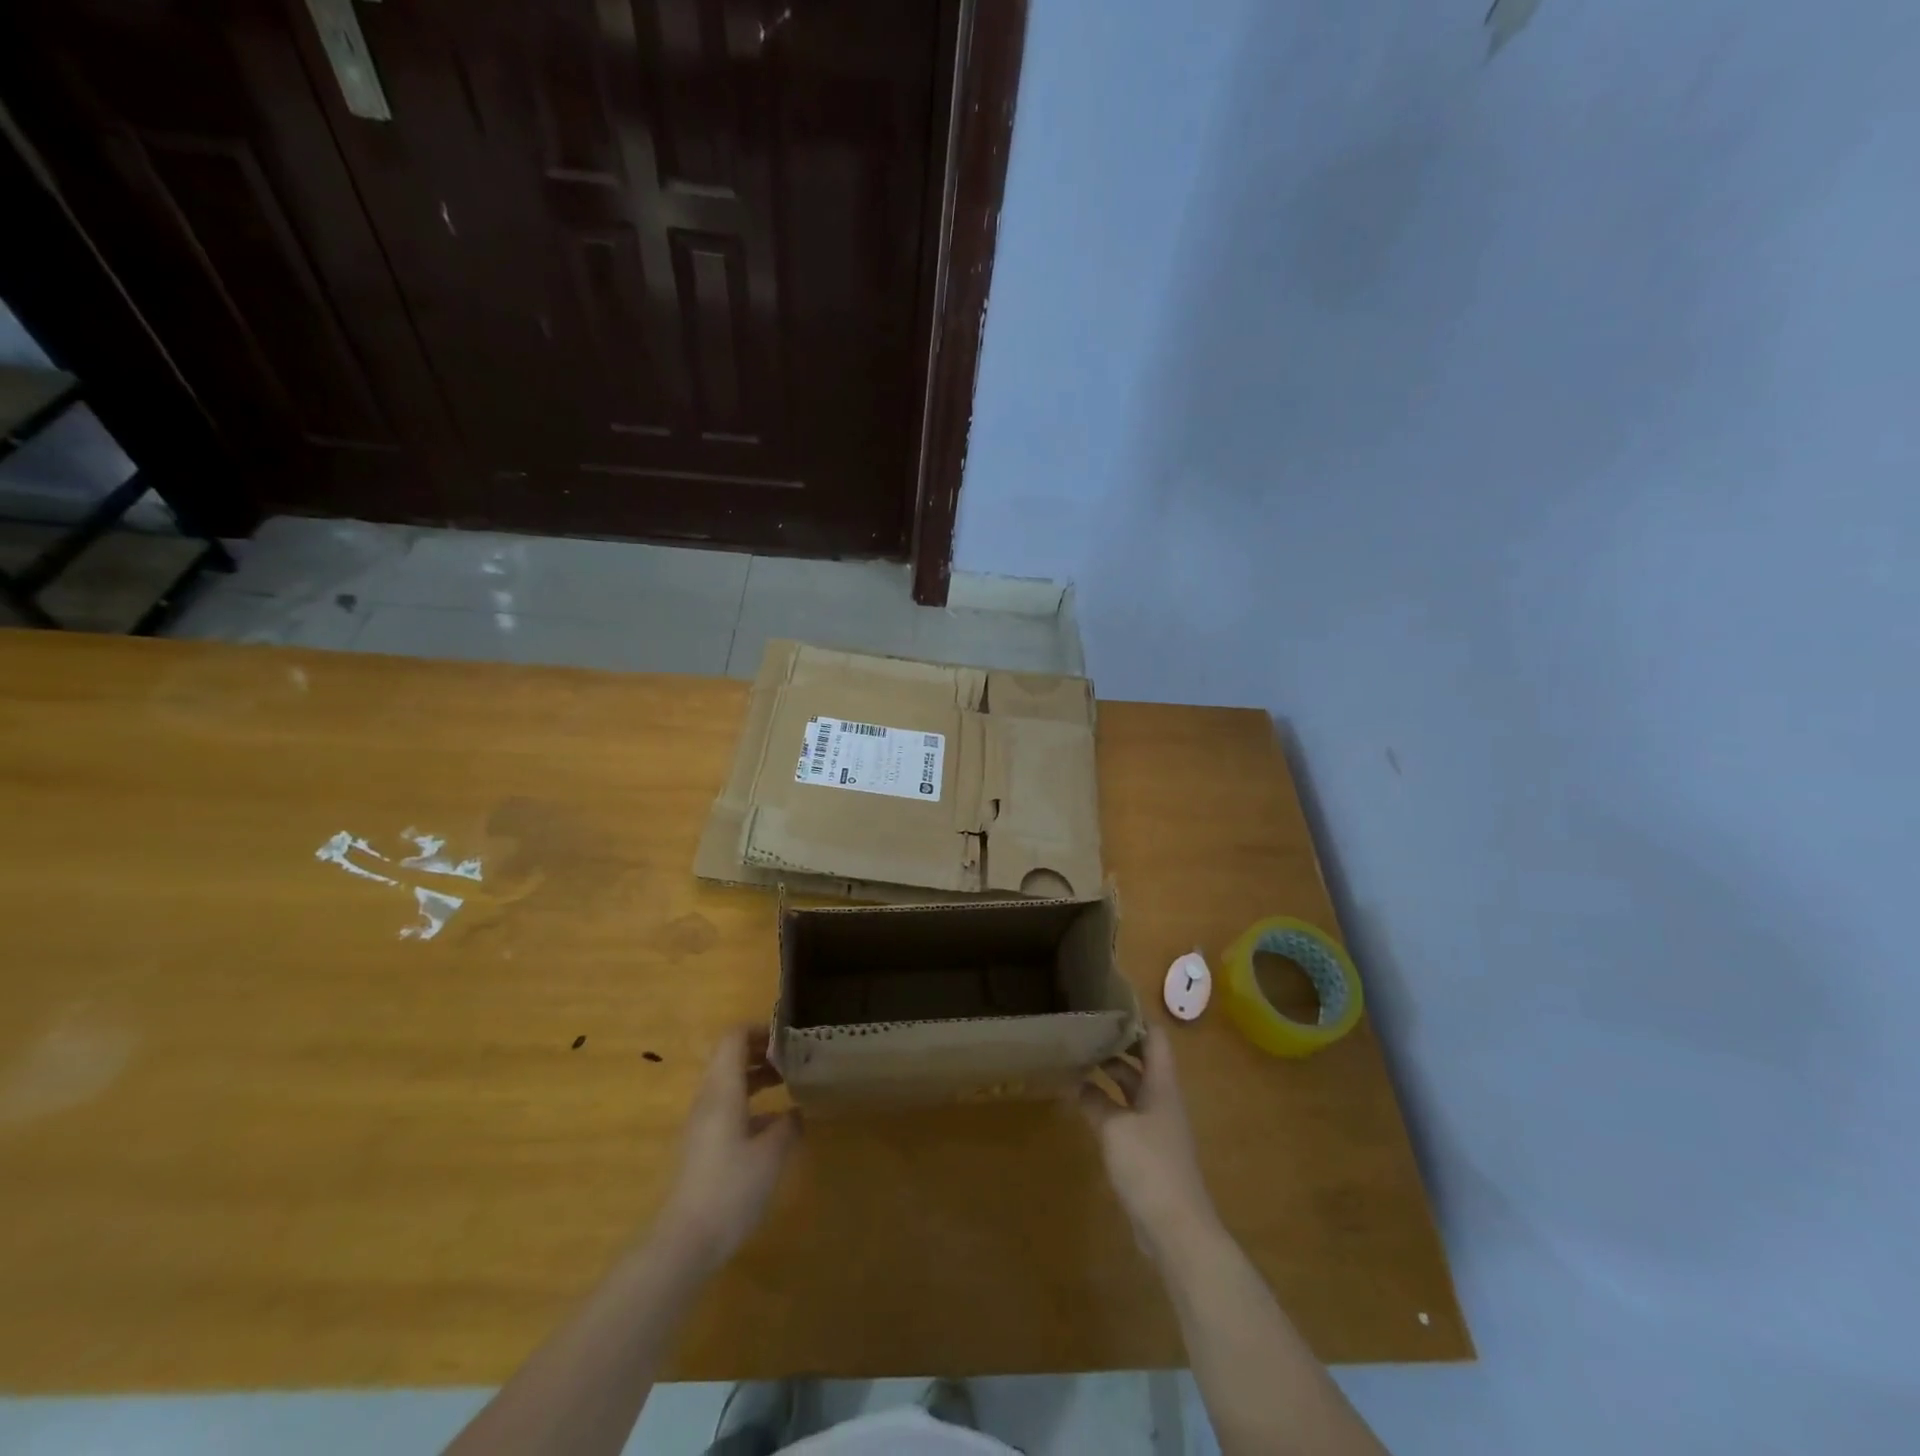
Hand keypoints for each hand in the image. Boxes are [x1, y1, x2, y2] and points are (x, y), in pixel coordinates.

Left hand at [656, 1028, 799, 1273]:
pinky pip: (725, 1106)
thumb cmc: (731, 1188)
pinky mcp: (701, 1145)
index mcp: (723, 1089)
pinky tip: (773, 1124)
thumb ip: (788, 1125)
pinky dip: (749, 1102)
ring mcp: (701, 1123)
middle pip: (729, 1057)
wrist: (685, 1242)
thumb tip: (796, 1111)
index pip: (734, 1038)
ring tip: (787, 1082)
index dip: (760, 1029)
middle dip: (761, 1051)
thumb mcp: (772, 1153)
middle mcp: (708, 1098)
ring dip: (755, 1076)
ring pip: (728, 1082)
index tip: (788, 1037)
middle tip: (793, 1057)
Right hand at [1079, 1026, 1219, 1258]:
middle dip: (1117, 1045)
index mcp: (1162, 1086)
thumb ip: (1094, 1102)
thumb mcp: (1114, 1128)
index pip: (1156, 1039)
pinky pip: (1128, 1115)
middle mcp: (1163, 1100)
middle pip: (1143, 1062)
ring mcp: (1158, 1127)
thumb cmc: (1150, 1167)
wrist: (1177, 1229)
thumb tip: (1074, 1082)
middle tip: (1085, 1030)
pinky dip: (1109, 1104)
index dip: (1136, 1019)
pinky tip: (1086, 1104)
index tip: (1108, 1005)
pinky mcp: (1150, 1152)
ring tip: (1079, 1061)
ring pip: (1134, 1089)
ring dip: (1111, 1076)